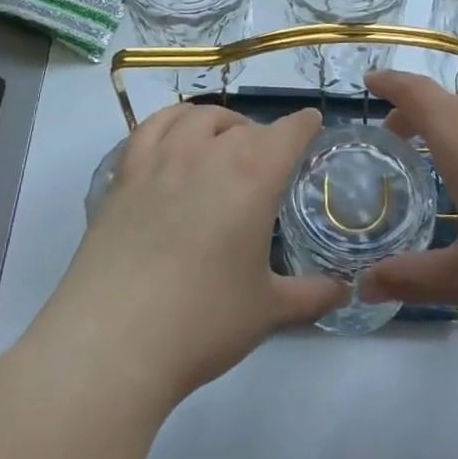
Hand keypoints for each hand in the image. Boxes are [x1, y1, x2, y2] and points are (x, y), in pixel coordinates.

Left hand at [30, 105, 345, 407]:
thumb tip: (344, 292)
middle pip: (244, 126)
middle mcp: (208, 153)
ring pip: (197, 117)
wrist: (113, 340)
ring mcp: (161, 159)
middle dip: (264, 136)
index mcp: (253, 175)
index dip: (305, 125)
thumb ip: (311, 295)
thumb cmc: (203, 321)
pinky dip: (171, 121)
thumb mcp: (268, 310)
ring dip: (219, 123)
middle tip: (269, 163)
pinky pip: (151, 127)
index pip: (289, 131)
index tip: (312, 126)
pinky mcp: (124, 175)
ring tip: (223, 142)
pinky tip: (175, 138)